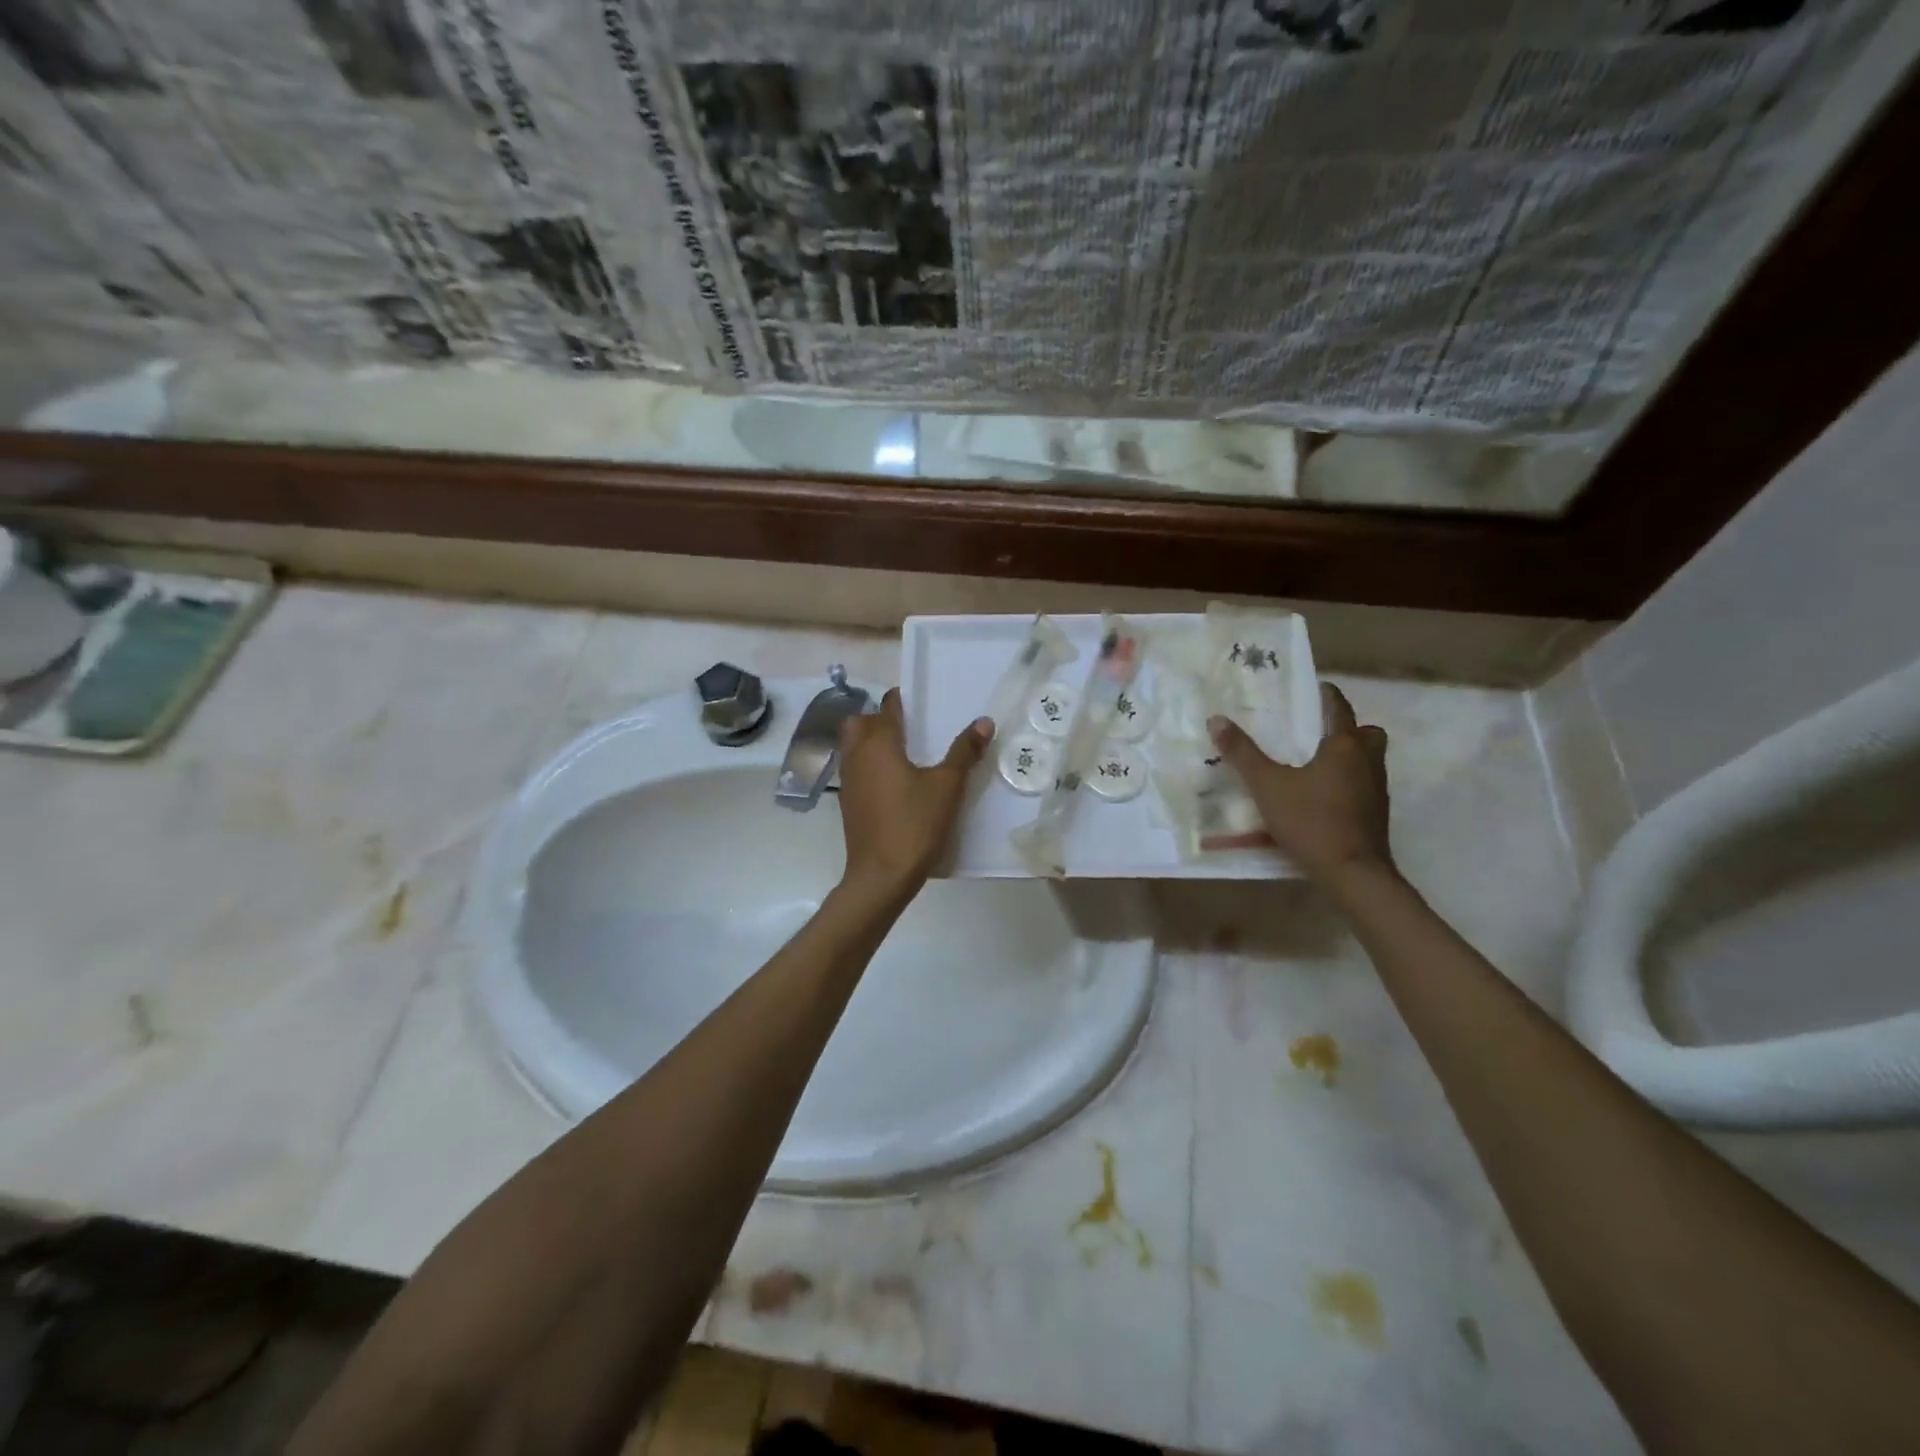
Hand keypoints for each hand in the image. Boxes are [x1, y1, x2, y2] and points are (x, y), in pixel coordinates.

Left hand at [836, 689, 992, 899]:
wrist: (881, 875)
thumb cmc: (915, 824)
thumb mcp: (947, 787)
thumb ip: (964, 752)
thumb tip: (983, 721)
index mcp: (878, 743)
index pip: (887, 707)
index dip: (903, 700)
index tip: (921, 702)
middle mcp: (857, 755)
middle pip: (860, 722)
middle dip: (879, 719)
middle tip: (910, 729)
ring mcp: (848, 780)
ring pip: (853, 746)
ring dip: (872, 742)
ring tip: (905, 754)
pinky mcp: (848, 802)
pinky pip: (856, 770)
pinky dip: (870, 765)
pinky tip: (895, 782)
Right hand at [1209, 682, 1393, 884]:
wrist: (1352, 873)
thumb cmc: (1310, 821)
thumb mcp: (1266, 786)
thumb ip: (1242, 753)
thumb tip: (1216, 719)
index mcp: (1345, 747)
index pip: (1340, 708)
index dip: (1328, 695)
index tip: (1316, 688)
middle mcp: (1367, 762)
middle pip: (1368, 734)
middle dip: (1348, 728)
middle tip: (1319, 732)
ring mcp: (1376, 790)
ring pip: (1369, 761)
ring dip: (1349, 756)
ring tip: (1315, 764)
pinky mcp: (1375, 815)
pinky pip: (1364, 785)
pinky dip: (1348, 783)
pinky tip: (1322, 797)